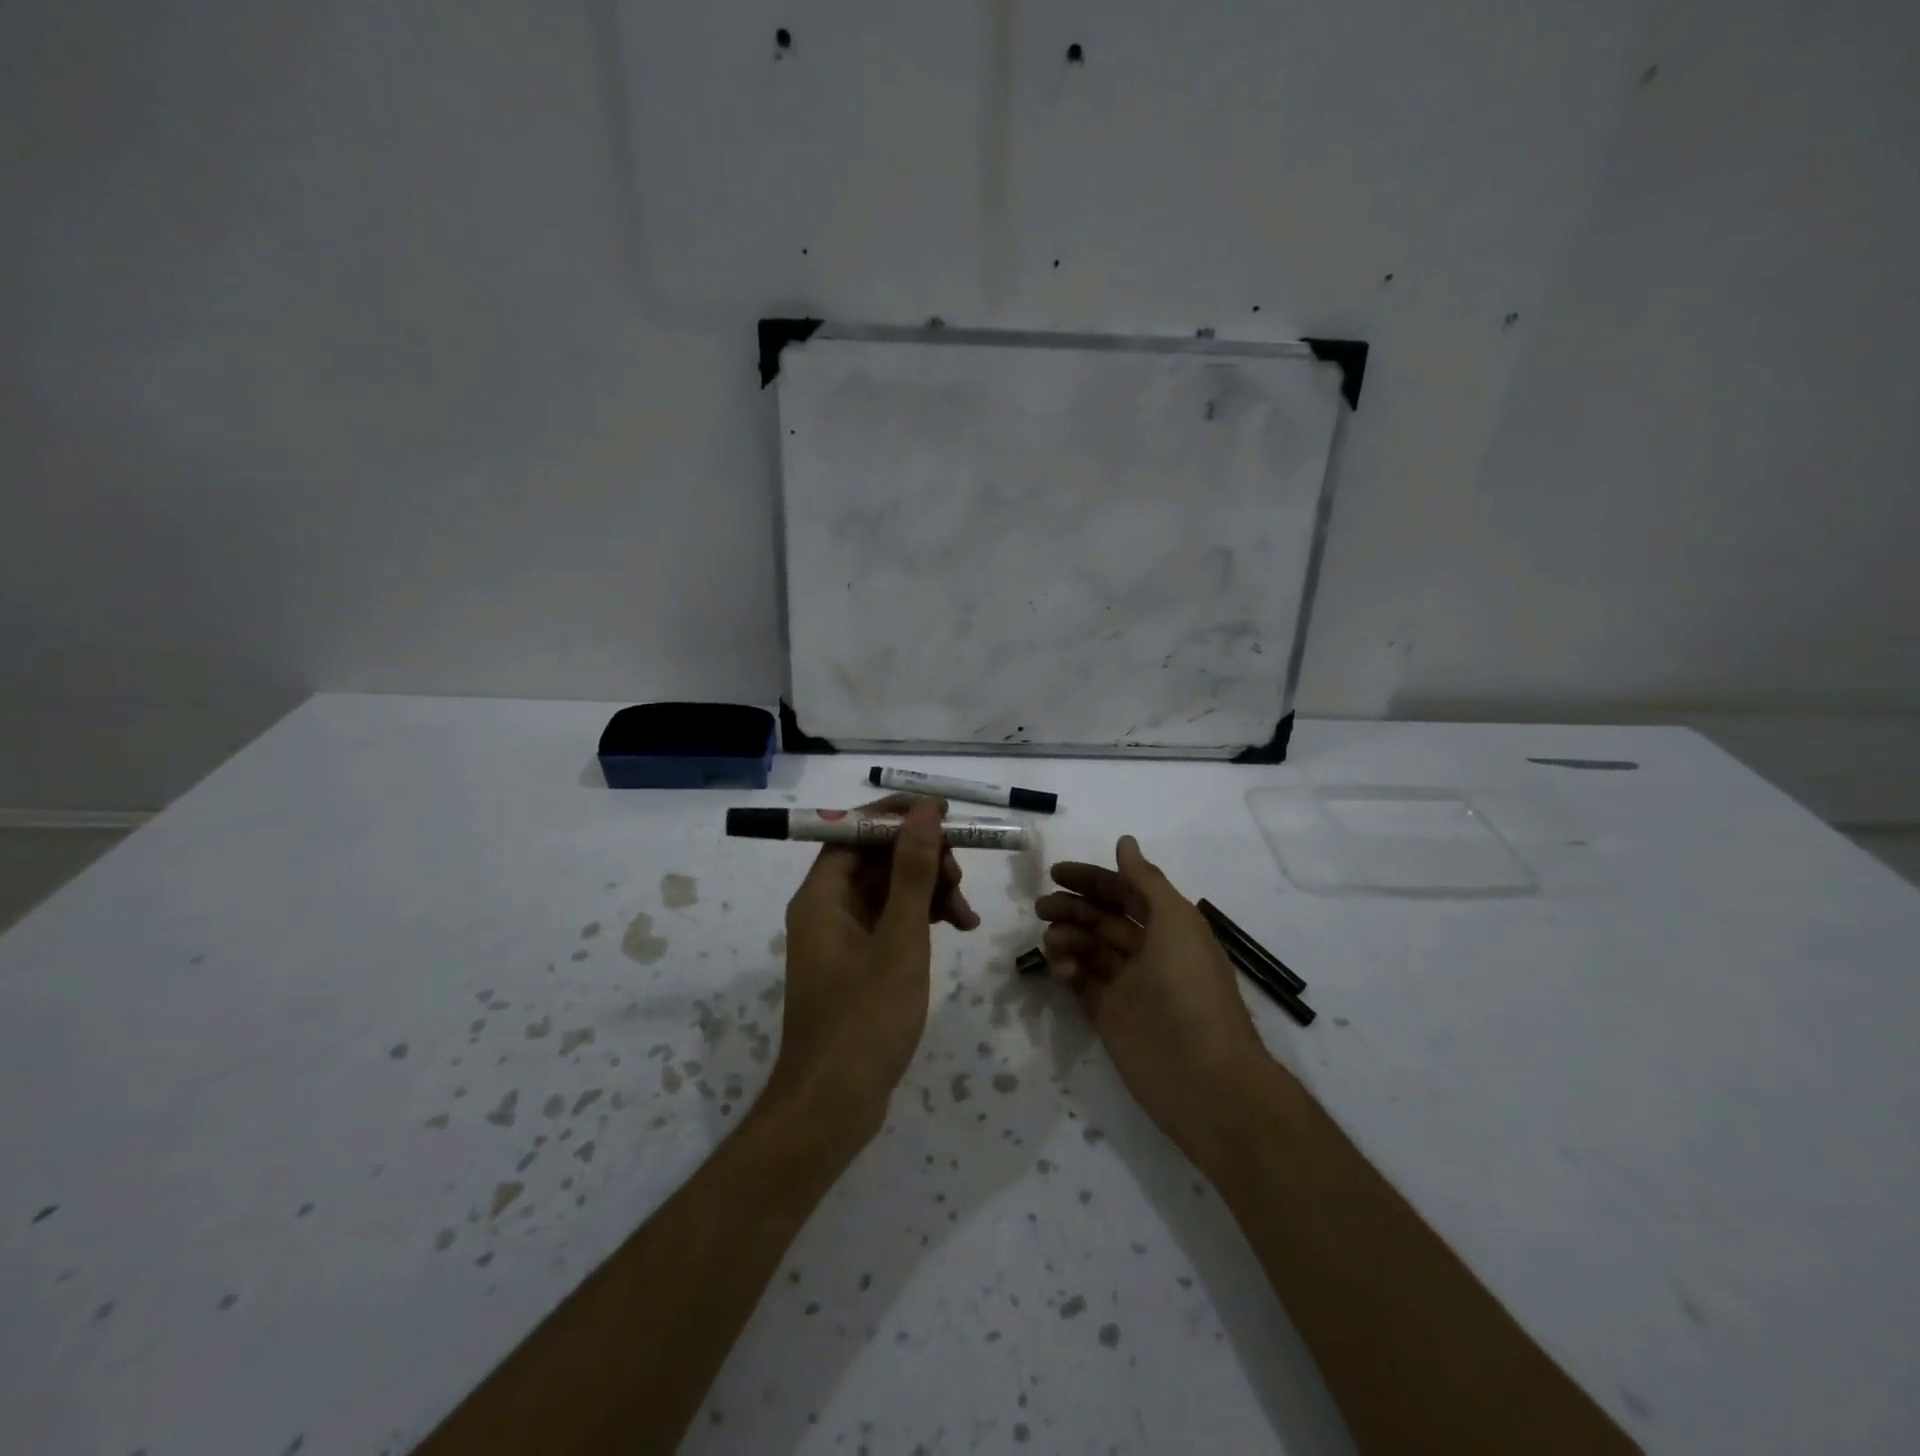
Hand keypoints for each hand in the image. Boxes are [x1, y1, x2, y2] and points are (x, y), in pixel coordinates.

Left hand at [766, 796, 979, 1141]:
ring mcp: (842, 936)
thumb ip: (912, 872)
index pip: (855, 830)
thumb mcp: (899, 940)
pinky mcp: (859, 962)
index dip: (898, 816)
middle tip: (959, 879)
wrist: (833, 1108)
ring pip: (889, 890)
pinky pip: (892, 920)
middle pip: (876, 858)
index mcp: (822, 895)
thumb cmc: (865, 1020)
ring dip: (929, 891)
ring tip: (967, 917)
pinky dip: (923, 919)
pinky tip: (957, 928)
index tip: (944, 815)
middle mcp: (826, 907)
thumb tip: (924, 811)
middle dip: (923, 860)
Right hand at [1034, 837, 1270, 1163]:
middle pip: (1102, 919)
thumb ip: (1145, 881)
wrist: (1202, 1077)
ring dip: (1066, 939)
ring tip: (1052, 944)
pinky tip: (1060, 970)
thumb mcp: (1175, 922)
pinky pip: (1081, 984)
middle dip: (1072, 908)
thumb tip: (1124, 842)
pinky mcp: (1109, 1016)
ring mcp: (1127, 985)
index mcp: (1168, 927)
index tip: (1056, 873)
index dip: (1092, 879)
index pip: (1124, 892)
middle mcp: (1147, 952)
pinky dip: (1066, 971)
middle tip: (1042, 908)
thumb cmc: (1191, 988)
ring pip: (1088, 949)